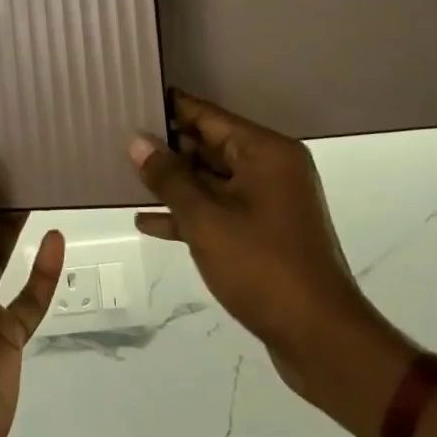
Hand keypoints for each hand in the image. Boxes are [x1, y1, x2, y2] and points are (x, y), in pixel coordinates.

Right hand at [131, 92, 387, 396]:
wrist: (319, 338)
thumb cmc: (262, 267)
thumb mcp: (205, 218)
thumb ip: (168, 176)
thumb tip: (137, 140)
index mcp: (265, 153)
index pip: (208, 115)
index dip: (170, 108)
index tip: (130, 98)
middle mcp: (270, 169)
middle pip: (209, 145)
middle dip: (166, 147)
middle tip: (117, 139)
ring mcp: (268, 202)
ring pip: (210, 180)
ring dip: (172, 183)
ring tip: (124, 177)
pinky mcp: (263, 233)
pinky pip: (218, 211)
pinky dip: (187, 214)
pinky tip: (147, 222)